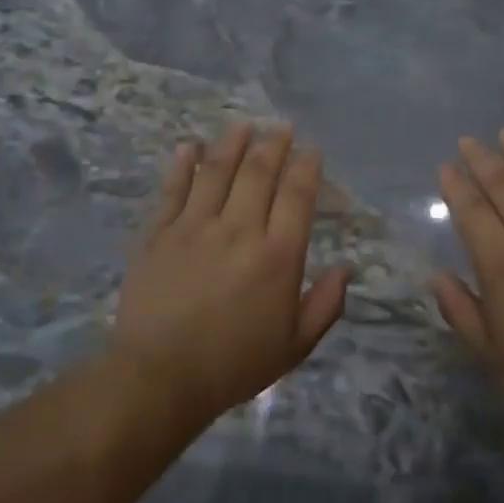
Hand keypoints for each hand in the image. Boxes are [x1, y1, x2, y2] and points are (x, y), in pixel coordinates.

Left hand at [112, 123, 350, 429]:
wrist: (159, 377)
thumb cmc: (234, 364)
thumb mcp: (296, 345)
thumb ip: (326, 304)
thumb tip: (345, 268)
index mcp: (278, 255)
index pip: (297, 195)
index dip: (307, 167)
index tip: (311, 150)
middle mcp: (239, 230)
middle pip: (259, 172)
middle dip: (274, 144)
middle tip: (280, 127)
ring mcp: (194, 227)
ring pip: (217, 171)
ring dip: (232, 143)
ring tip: (243, 125)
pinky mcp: (158, 234)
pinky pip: (173, 189)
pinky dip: (183, 163)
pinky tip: (190, 146)